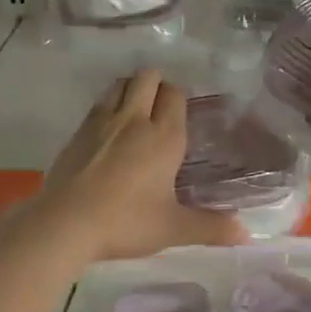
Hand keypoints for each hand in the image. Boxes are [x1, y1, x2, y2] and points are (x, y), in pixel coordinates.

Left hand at [29, 69, 247, 262]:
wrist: (64, 223)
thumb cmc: (125, 223)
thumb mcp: (173, 229)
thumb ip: (211, 228)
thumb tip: (246, 233)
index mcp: (163, 137)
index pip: (175, 95)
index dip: (180, 98)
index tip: (182, 113)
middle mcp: (134, 120)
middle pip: (147, 78)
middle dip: (157, 84)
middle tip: (161, 109)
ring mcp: (102, 121)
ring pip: (120, 84)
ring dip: (131, 89)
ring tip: (136, 111)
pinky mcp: (77, 131)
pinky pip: (99, 103)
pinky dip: (108, 105)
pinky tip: (109, 129)